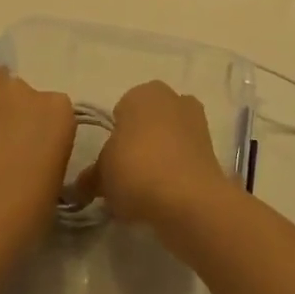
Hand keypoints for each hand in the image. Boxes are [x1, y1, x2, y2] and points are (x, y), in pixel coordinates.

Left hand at [0, 66, 74, 283]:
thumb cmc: (18, 221)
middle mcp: (24, 87)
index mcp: (58, 111)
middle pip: (18, 94)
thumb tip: (29, 153)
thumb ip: (48, 153)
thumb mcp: (53, 188)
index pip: (52, 111)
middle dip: (10, 116)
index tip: (28, 157)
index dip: (38, 134)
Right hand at [80, 80, 232, 234]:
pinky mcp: (212, 147)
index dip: (113, 139)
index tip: (110, 164)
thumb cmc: (136, 171)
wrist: (189, 200)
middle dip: (138, 144)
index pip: (120, 112)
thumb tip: (82, 185)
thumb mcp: (102, 175)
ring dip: (159, 157)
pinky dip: (176, 171)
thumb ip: (91, 176)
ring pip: (168, 139)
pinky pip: (184, 157)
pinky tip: (166, 196)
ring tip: (146, 192)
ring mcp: (196, 121)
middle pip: (147, 122)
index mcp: (141, 93)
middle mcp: (171, 97)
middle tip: (126, 177)